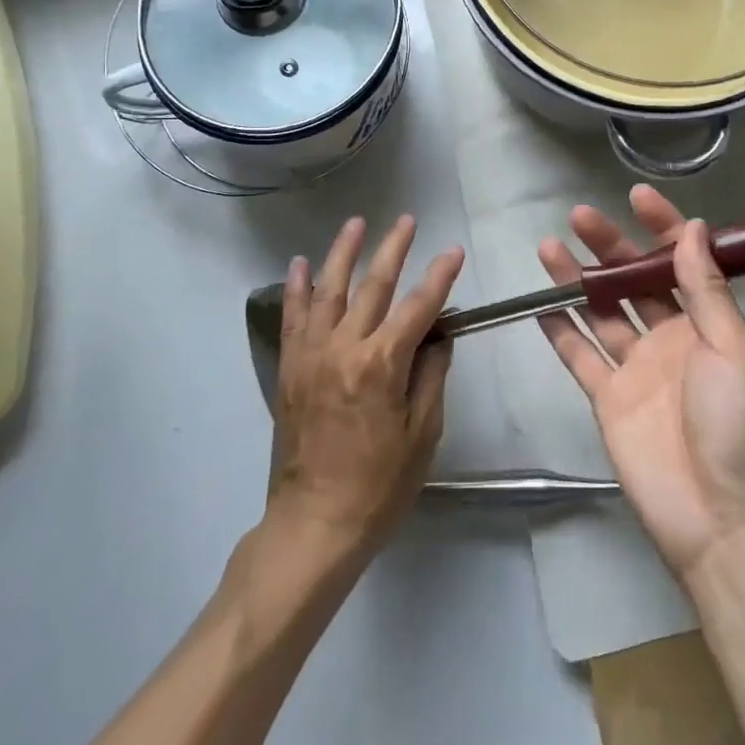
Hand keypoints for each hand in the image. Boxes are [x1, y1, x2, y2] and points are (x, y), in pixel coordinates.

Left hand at [268, 215, 463, 558]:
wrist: (315, 524)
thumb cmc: (379, 485)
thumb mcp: (423, 434)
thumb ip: (431, 376)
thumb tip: (438, 335)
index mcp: (382, 365)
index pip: (419, 307)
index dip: (440, 277)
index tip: (454, 251)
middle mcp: (344, 348)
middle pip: (374, 286)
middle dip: (394, 249)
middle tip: (408, 220)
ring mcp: (312, 355)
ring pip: (329, 290)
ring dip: (344, 253)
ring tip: (356, 223)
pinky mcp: (290, 368)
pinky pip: (292, 318)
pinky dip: (297, 288)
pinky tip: (301, 263)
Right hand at [537, 187, 744, 583]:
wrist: (723, 522)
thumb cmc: (739, 426)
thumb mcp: (734, 349)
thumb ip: (707, 289)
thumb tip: (694, 227)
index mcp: (707, 324)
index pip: (682, 262)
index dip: (662, 228)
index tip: (636, 197)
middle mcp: (670, 338)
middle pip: (634, 281)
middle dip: (609, 247)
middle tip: (579, 216)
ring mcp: (636, 369)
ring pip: (600, 312)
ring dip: (577, 280)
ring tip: (549, 246)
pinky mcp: (608, 400)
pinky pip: (579, 357)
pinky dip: (560, 331)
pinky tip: (540, 303)